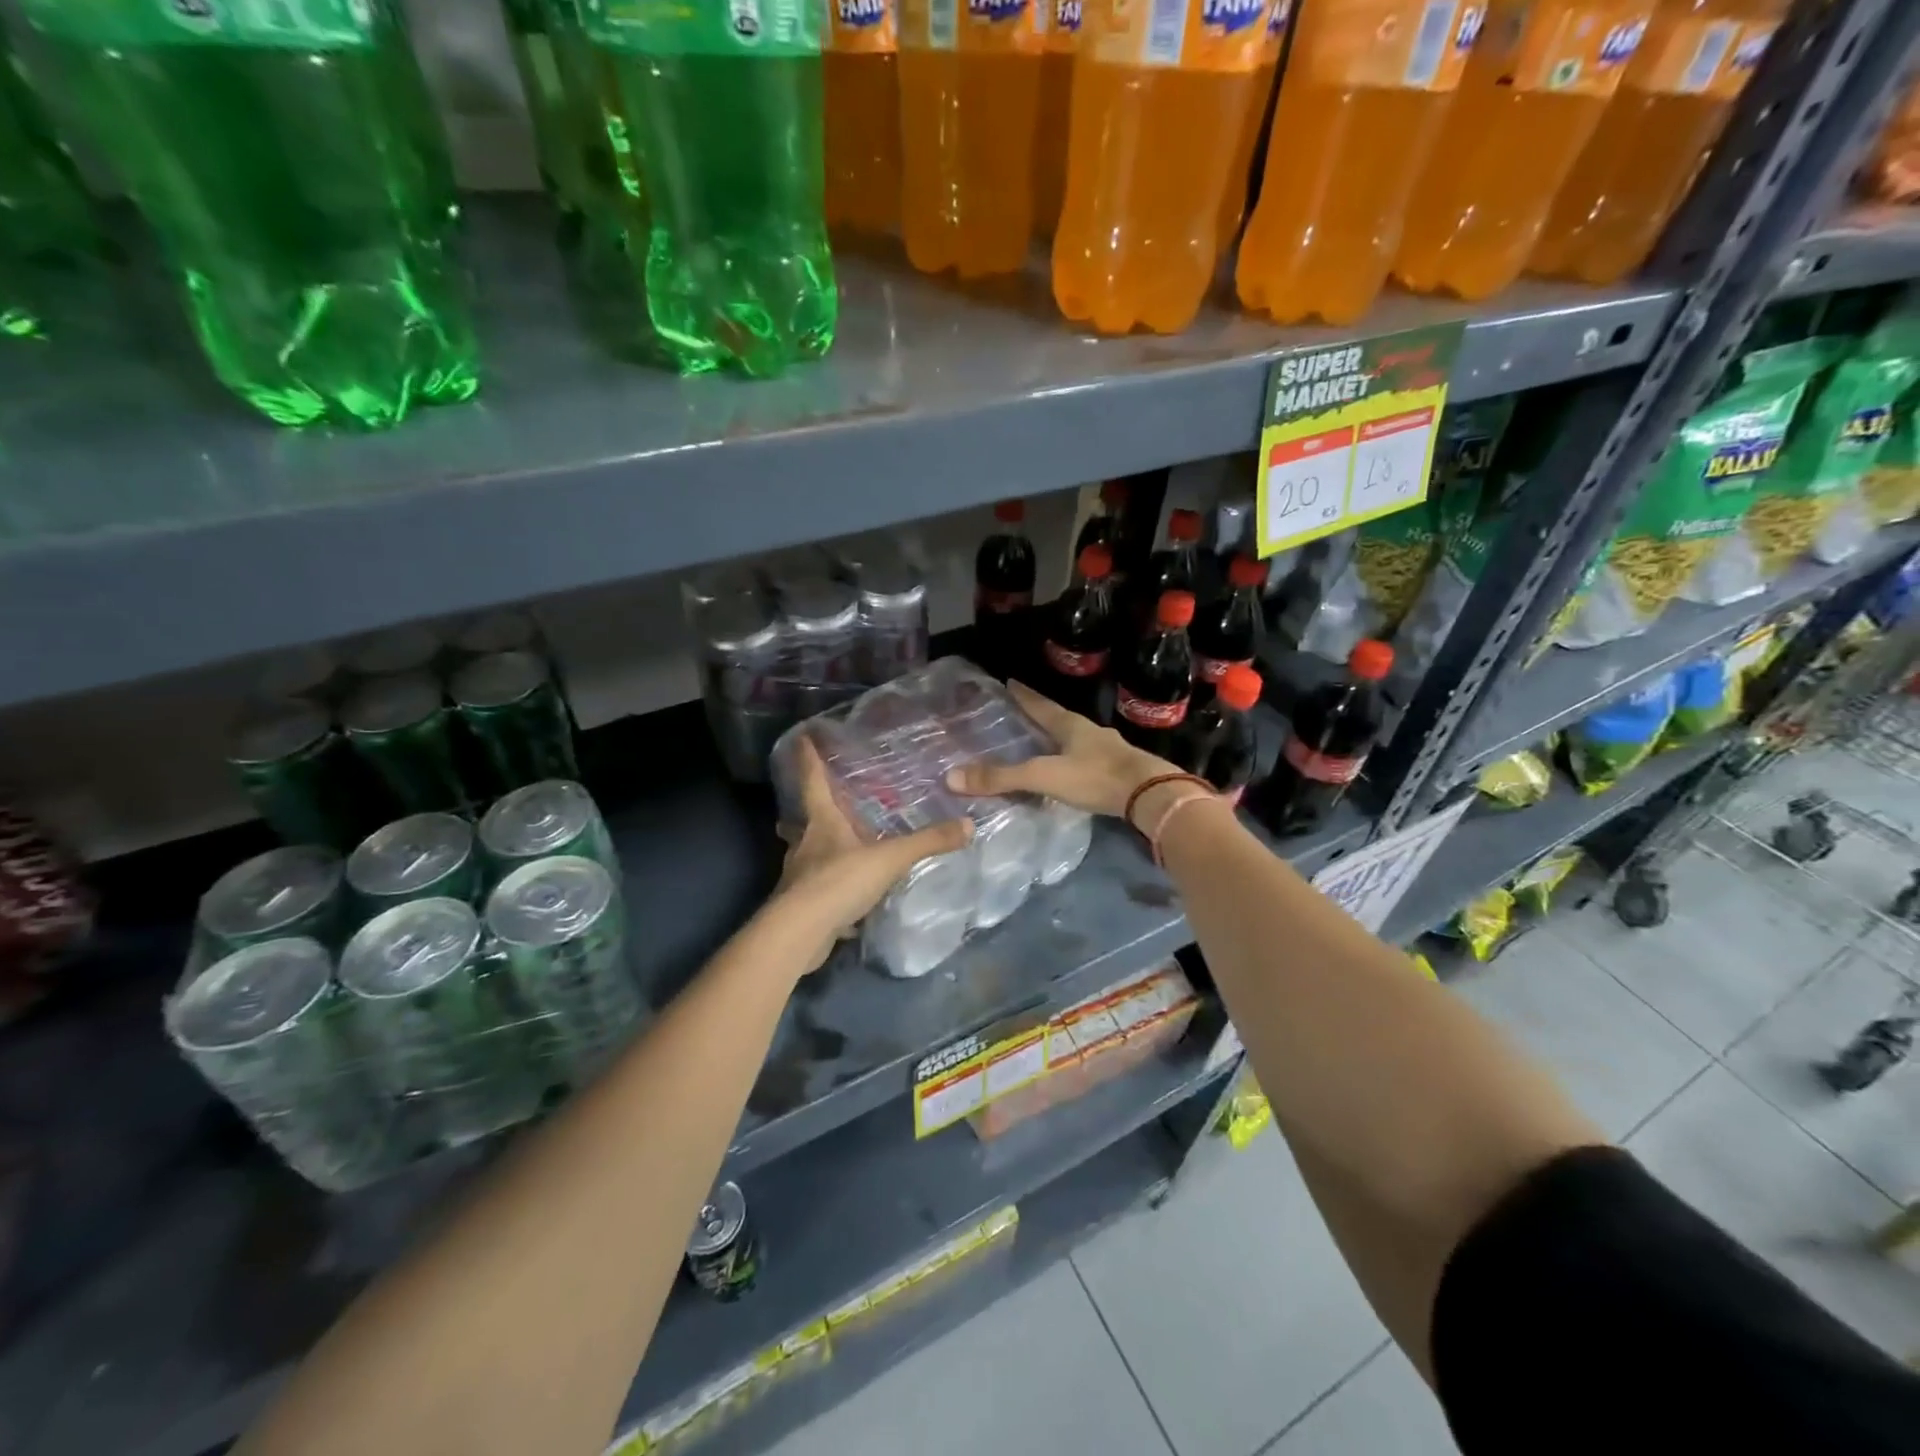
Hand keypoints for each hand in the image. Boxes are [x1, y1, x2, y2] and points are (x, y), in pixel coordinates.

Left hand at [771, 737, 973, 970]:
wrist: (800, 934)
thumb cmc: (838, 882)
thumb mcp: (889, 859)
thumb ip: (927, 842)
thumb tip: (968, 824)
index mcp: (822, 823)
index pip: (813, 782)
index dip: (809, 759)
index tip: (802, 738)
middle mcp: (805, 844)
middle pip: (802, 820)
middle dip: (808, 812)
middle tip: (819, 806)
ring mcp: (799, 876)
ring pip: (806, 855)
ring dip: (816, 850)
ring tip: (832, 849)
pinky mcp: (800, 906)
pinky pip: (816, 890)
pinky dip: (827, 889)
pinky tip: (842, 898)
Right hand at [946, 681, 1175, 818]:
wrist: (1150, 795)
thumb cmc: (1095, 777)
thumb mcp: (1043, 776)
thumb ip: (1002, 777)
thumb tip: (952, 777)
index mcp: (1069, 725)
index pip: (1039, 704)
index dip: (1023, 695)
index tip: (1009, 681)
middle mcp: (1089, 731)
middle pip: (1058, 718)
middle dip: (1040, 715)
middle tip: (1020, 713)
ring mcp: (1107, 749)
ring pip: (1075, 738)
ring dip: (1058, 738)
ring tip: (1041, 742)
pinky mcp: (1119, 769)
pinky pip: (1087, 759)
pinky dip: (1073, 759)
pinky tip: (1069, 770)